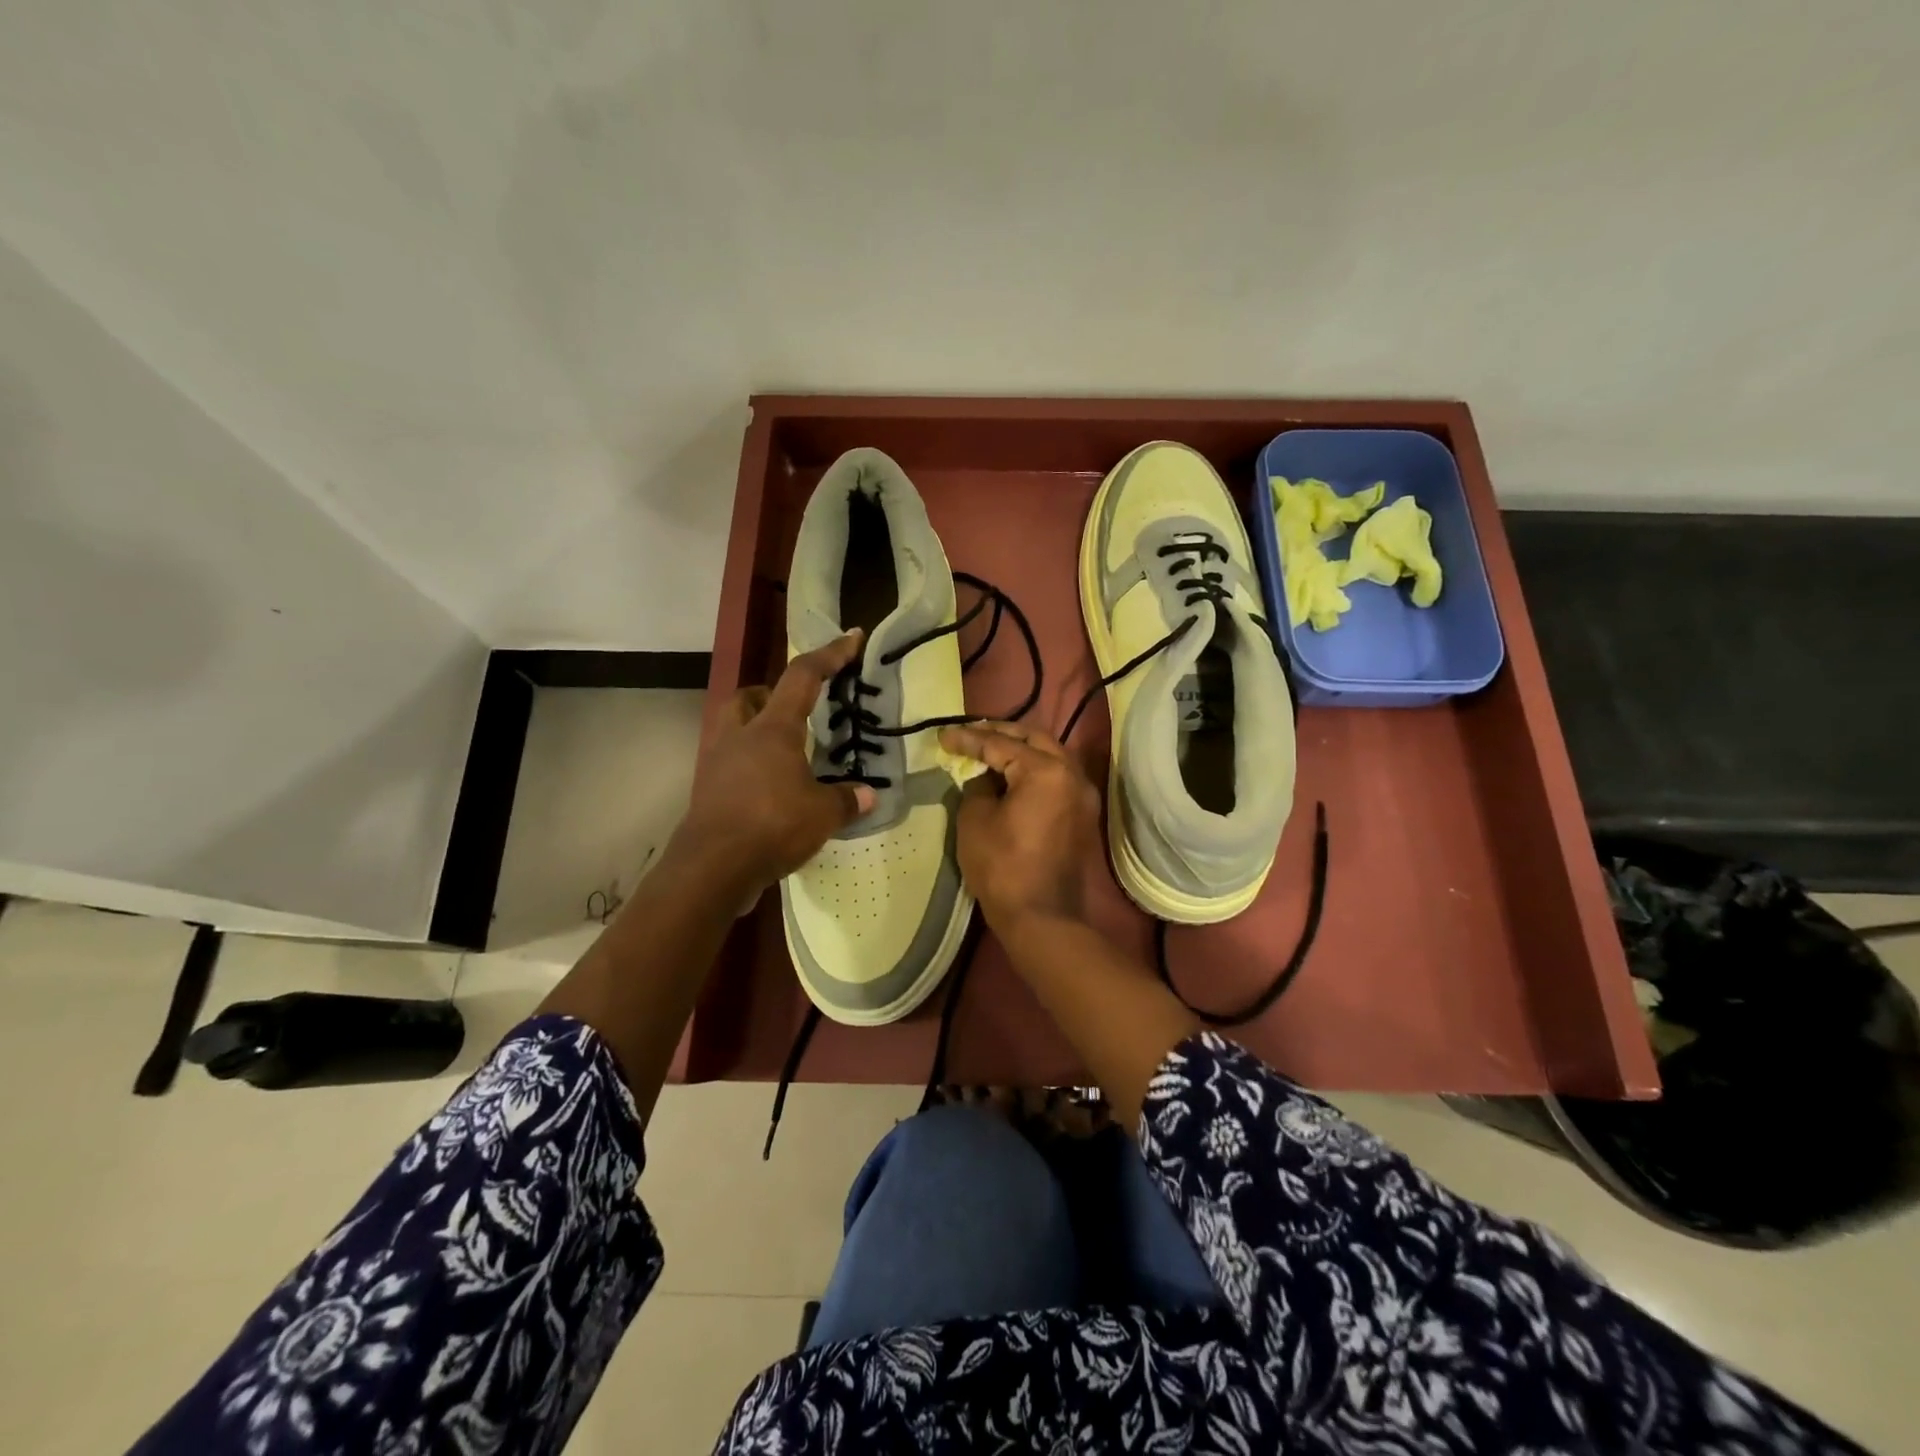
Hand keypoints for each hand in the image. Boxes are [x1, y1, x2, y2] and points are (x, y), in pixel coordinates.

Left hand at [672, 633, 875, 898]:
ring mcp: (718, 763)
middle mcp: (740, 736)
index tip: (852, 637)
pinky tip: (771, 791)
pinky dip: (750, 768)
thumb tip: (868, 795)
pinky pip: (730, 765)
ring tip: (787, 755)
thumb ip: (846, 800)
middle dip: (771, 694)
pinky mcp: (707, 791)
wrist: (712, 868)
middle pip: (748, 695)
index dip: (830, 654)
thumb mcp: (822, 814)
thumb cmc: (771, 826)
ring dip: (757, 731)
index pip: (803, 677)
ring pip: (734, 728)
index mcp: (773, 729)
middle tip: (796, 711)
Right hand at [940, 721, 1100, 933]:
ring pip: (1050, 756)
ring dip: (1020, 748)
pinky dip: (1034, 769)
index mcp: (1046, 771)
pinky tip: (1011, 773)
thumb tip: (985, 775)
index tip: (944, 736)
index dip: (969, 738)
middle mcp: (1072, 774)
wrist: (1041, 917)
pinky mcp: (1082, 815)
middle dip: (1000, 732)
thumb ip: (978, 786)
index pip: (1001, 744)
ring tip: (989, 748)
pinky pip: (1057, 777)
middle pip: (1034, 739)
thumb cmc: (1002, 867)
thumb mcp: (975, 819)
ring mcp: (1082, 795)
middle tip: (970, 733)